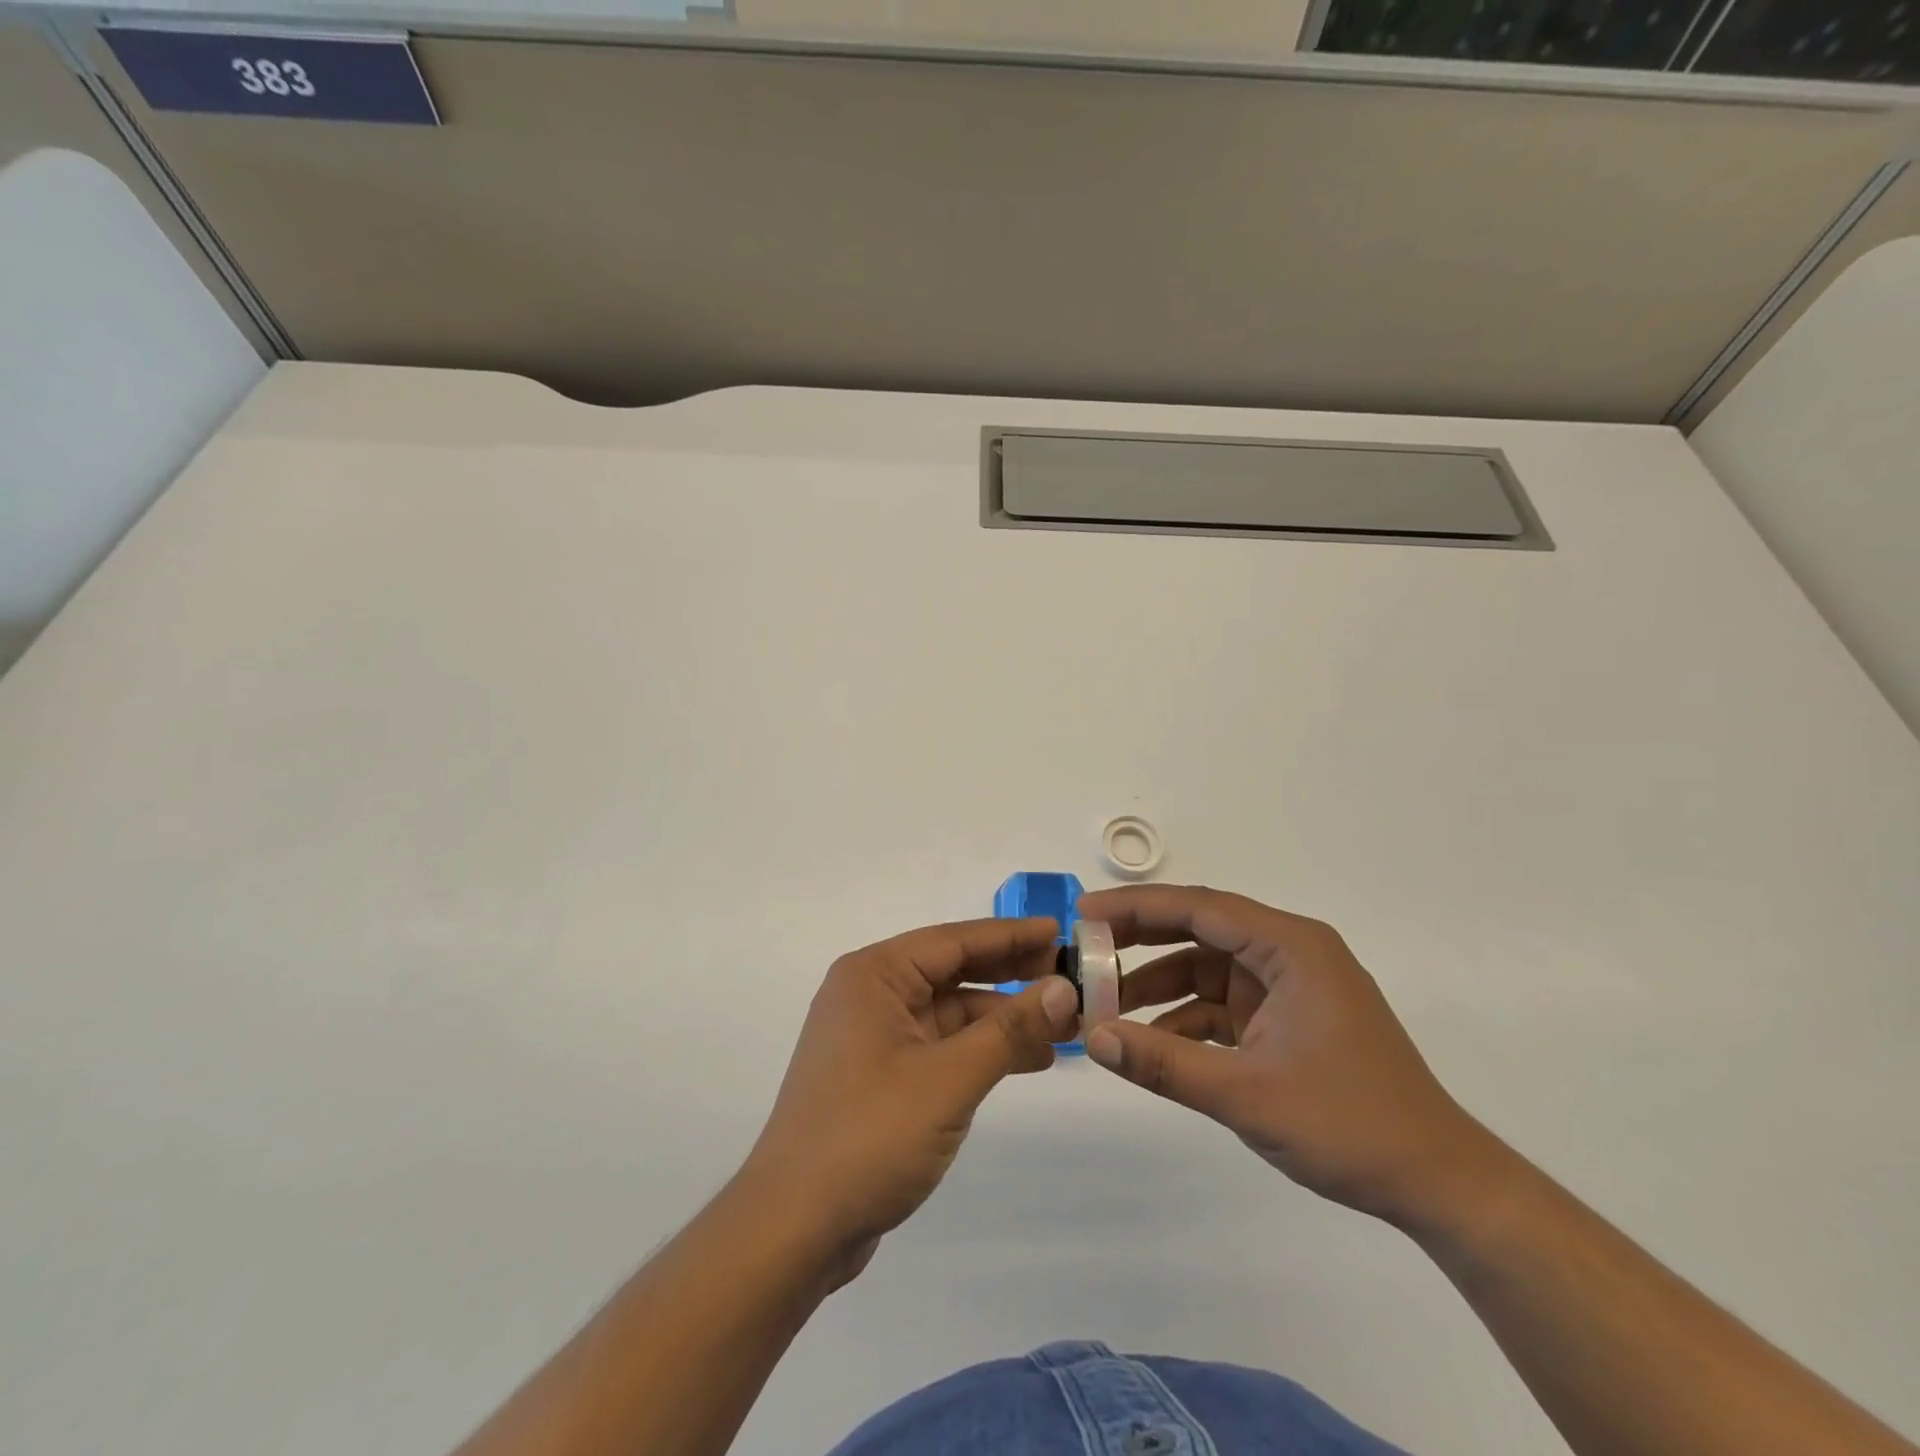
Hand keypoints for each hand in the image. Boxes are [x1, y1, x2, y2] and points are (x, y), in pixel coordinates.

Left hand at [739, 916, 1078, 1280]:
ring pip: (951, 1013)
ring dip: (1003, 1019)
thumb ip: (1009, 1030)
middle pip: (953, 972)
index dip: (1012, 935)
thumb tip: (1064, 989)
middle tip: (1071, 978)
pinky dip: (981, 1050)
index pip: (954, 940)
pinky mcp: (880, 1077)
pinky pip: (941, 1046)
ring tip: (1065, 1027)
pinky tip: (1028, 1060)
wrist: (794, 1228)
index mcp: (874, 976)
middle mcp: (871, 995)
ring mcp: (874, 1038)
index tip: (1060, 931)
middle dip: (1012, 976)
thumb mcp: (949, 1078)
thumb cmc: (869, 1136)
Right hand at [1078, 884, 1499, 1227]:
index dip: (1137, 906)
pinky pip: (1222, 1005)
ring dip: (1159, 987)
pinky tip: (1151, 1043)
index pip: (1200, 907)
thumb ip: (1164, 1063)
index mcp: (1290, 947)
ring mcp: (1289, 988)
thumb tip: (1092, 1037)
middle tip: (1084, 949)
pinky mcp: (1287, 1020)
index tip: (1084, 912)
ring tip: (1107, 1006)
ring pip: (1207, 969)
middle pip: (1200, 930)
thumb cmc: (1350, 1125)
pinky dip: (1186, 1020)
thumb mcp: (1246, 1094)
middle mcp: (1289, 954)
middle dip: (1141, 940)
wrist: (1439, 1185)